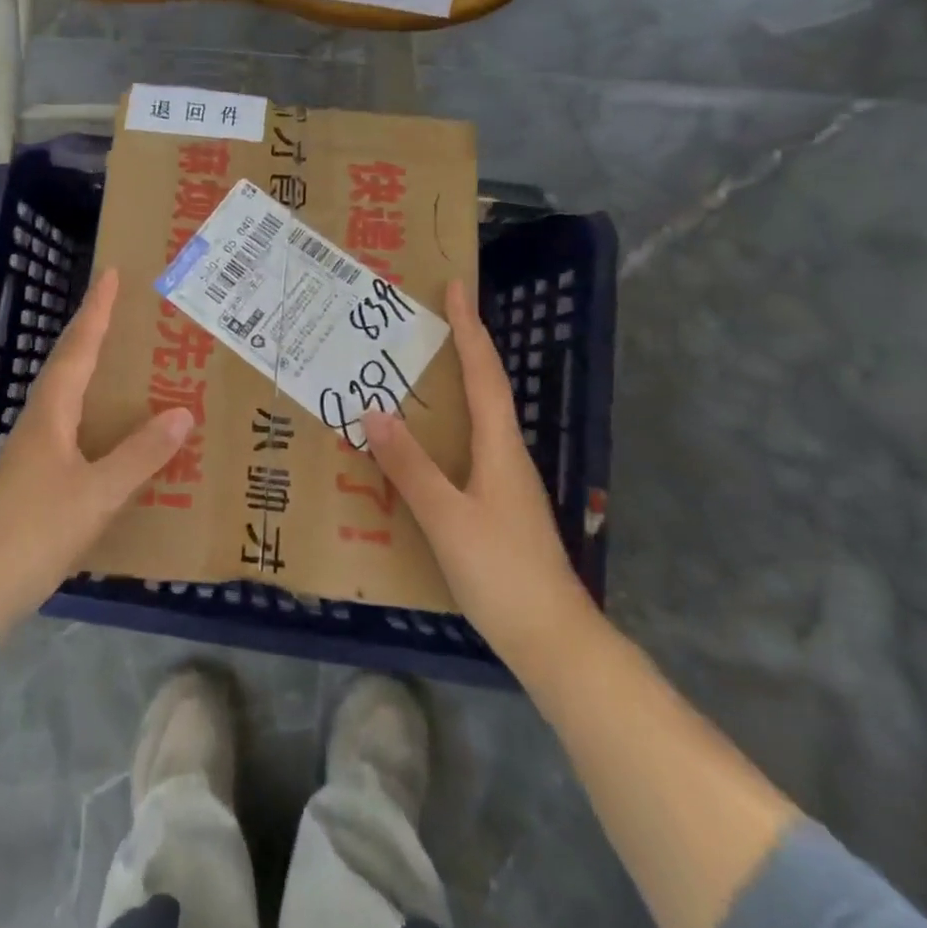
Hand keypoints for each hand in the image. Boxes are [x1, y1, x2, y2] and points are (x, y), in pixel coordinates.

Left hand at [0, 267, 192, 630]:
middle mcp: (38, 422)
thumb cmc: (37, 532)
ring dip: (90, 366)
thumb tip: (182, 413)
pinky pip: (69, 422)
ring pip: (65, 393)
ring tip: (121, 356)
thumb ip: (140, 454)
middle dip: (92, 330)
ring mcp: (32, 449)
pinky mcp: (34, 475)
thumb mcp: (98, 493)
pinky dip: (91, 406)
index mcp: (50, 414)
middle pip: (67, 363)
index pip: (78, 349)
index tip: (111, 274)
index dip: (95, 311)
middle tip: (121, 306)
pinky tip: (107, 426)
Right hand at [363, 280, 594, 673]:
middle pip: (486, 388)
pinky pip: (469, 447)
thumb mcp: (445, 516)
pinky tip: (423, 443)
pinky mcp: (499, 506)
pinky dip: (446, 427)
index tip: (456, 287)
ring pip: (478, 419)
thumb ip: (409, 464)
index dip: (470, 328)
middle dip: (463, 348)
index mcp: (500, 447)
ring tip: (417, 371)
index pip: (484, 373)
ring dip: (454, 386)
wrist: (552, 640)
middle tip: (428, 321)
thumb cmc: (500, 572)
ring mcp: (507, 482)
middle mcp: (507, 454)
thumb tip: (374, 410)